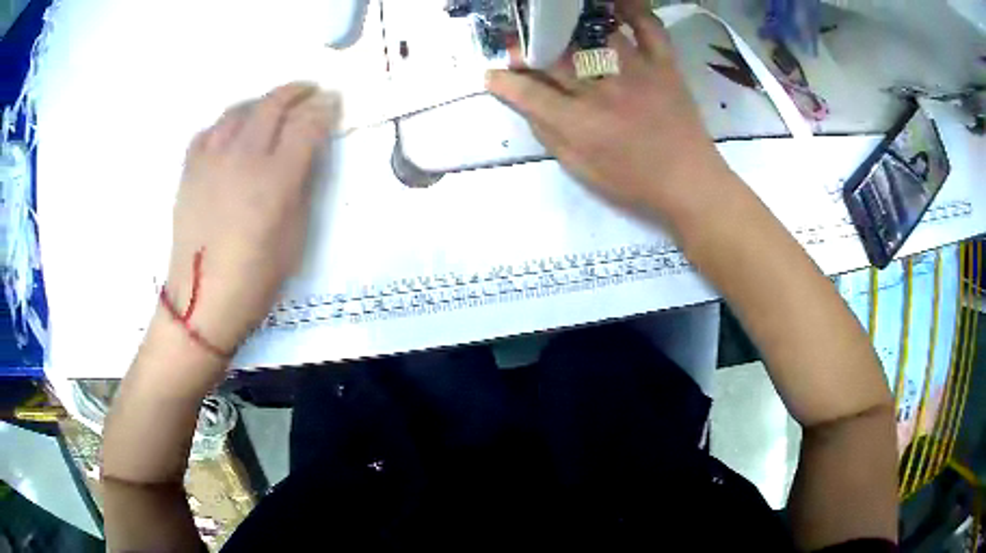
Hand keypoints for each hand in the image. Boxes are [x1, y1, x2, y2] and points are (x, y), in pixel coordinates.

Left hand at [164, 83, 339, 354]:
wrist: (203, 298)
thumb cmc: (256, 277)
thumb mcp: (296, 234)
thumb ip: (303, 184)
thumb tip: (306, 152)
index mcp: (276, 178)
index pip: (306, 124)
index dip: (324, 107)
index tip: (333, 101)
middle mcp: (243, 157)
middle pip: (272, 105)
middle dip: (296, 91)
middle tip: (310, 91)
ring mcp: (212, 159)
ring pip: (240, 109)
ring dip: (262, 101)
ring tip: (273, 106)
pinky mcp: (190, 168)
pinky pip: (211, 129)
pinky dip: (228, 122)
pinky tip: (233, 130)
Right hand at [485, 5, 734, 228]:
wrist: (690, 182)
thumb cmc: (633, 182)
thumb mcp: (582, 170)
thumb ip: (550, 135)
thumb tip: (526, 104)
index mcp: (581, 123)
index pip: (530, 93)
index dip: (504, 82)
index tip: (492, 75)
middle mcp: (604, 90)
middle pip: (556, 57)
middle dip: (528, 49)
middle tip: (520, 49)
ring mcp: (637, 72)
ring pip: (596, 34)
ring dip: (569, 24)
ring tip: (557, 22)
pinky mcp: (664, 65)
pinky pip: (649, 28)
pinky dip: (633, 10)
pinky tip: (614, 5)